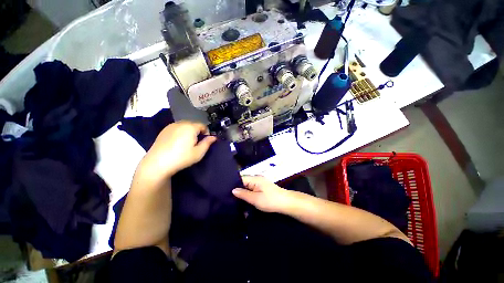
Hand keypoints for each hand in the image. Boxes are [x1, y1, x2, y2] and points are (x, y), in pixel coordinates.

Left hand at [137, 121, 216, 181]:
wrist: (157, 163)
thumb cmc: (182, 158)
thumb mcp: (199, 152)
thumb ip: (208, 143)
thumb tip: (214, 137)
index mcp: (190, 127)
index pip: (203, 126)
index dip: (206, 133)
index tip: (204, 142)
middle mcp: (181, 123)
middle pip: (194, 125)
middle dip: (198, 132)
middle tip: (196, 143)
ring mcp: (171, 126)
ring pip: (185, 126)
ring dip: (189, 132)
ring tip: (186, 143)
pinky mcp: (164, 130)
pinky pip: (177, 128)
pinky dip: (180, 132)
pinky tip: (177, 143)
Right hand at [232, 176, 293, 212]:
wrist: (286, 203)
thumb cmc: (270, 200)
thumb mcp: (255, 199)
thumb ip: (243, 194)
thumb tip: (233, 190)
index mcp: (254, 179)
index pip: (240, 178)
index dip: (233, 184)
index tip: (225, 191)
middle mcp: (257, 179)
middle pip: (243, 182)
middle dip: (237, 190)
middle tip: (229, 199)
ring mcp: (260, 183)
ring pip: (248, 187)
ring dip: (243, 194)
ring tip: (235, 202)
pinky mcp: (263, 188)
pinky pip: (252, 190)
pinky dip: (249, 195)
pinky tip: (245, 201)